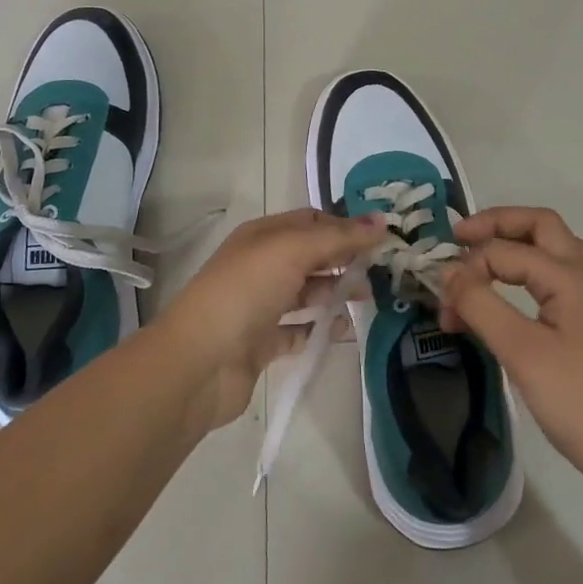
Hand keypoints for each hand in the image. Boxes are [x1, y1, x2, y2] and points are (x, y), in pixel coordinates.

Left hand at [157, 207, 385, 431]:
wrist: (199, 362)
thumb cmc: (245, 292)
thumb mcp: (292, 251)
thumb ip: (338, 237)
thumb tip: (382, 221)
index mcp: (263, 235)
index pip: (312, 221)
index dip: (345, 226)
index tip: (382, 238)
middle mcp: (261, 265)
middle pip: (312, 256)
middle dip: (345, 260)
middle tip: (381, 272)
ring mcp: (261, 305)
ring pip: (307, 293)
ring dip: (336, 293)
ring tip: (368, 300)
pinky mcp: (263, 343)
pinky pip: (300, 330)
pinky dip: (322, 329)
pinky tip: (345, 331)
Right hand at [437, 207, 582, 497]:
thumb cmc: (578, 401)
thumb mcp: (521, 352)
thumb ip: (481, 305)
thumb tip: (448, 273)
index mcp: (569, 277)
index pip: (506, 251)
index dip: (469, 268)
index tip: (443, 301)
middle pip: (540, 225)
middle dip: (497, 224)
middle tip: (460, 238)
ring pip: (550, 249)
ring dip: (513, 244)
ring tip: (479, 260)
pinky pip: (552, 278)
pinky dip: (524, 273)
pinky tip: (505, 297)